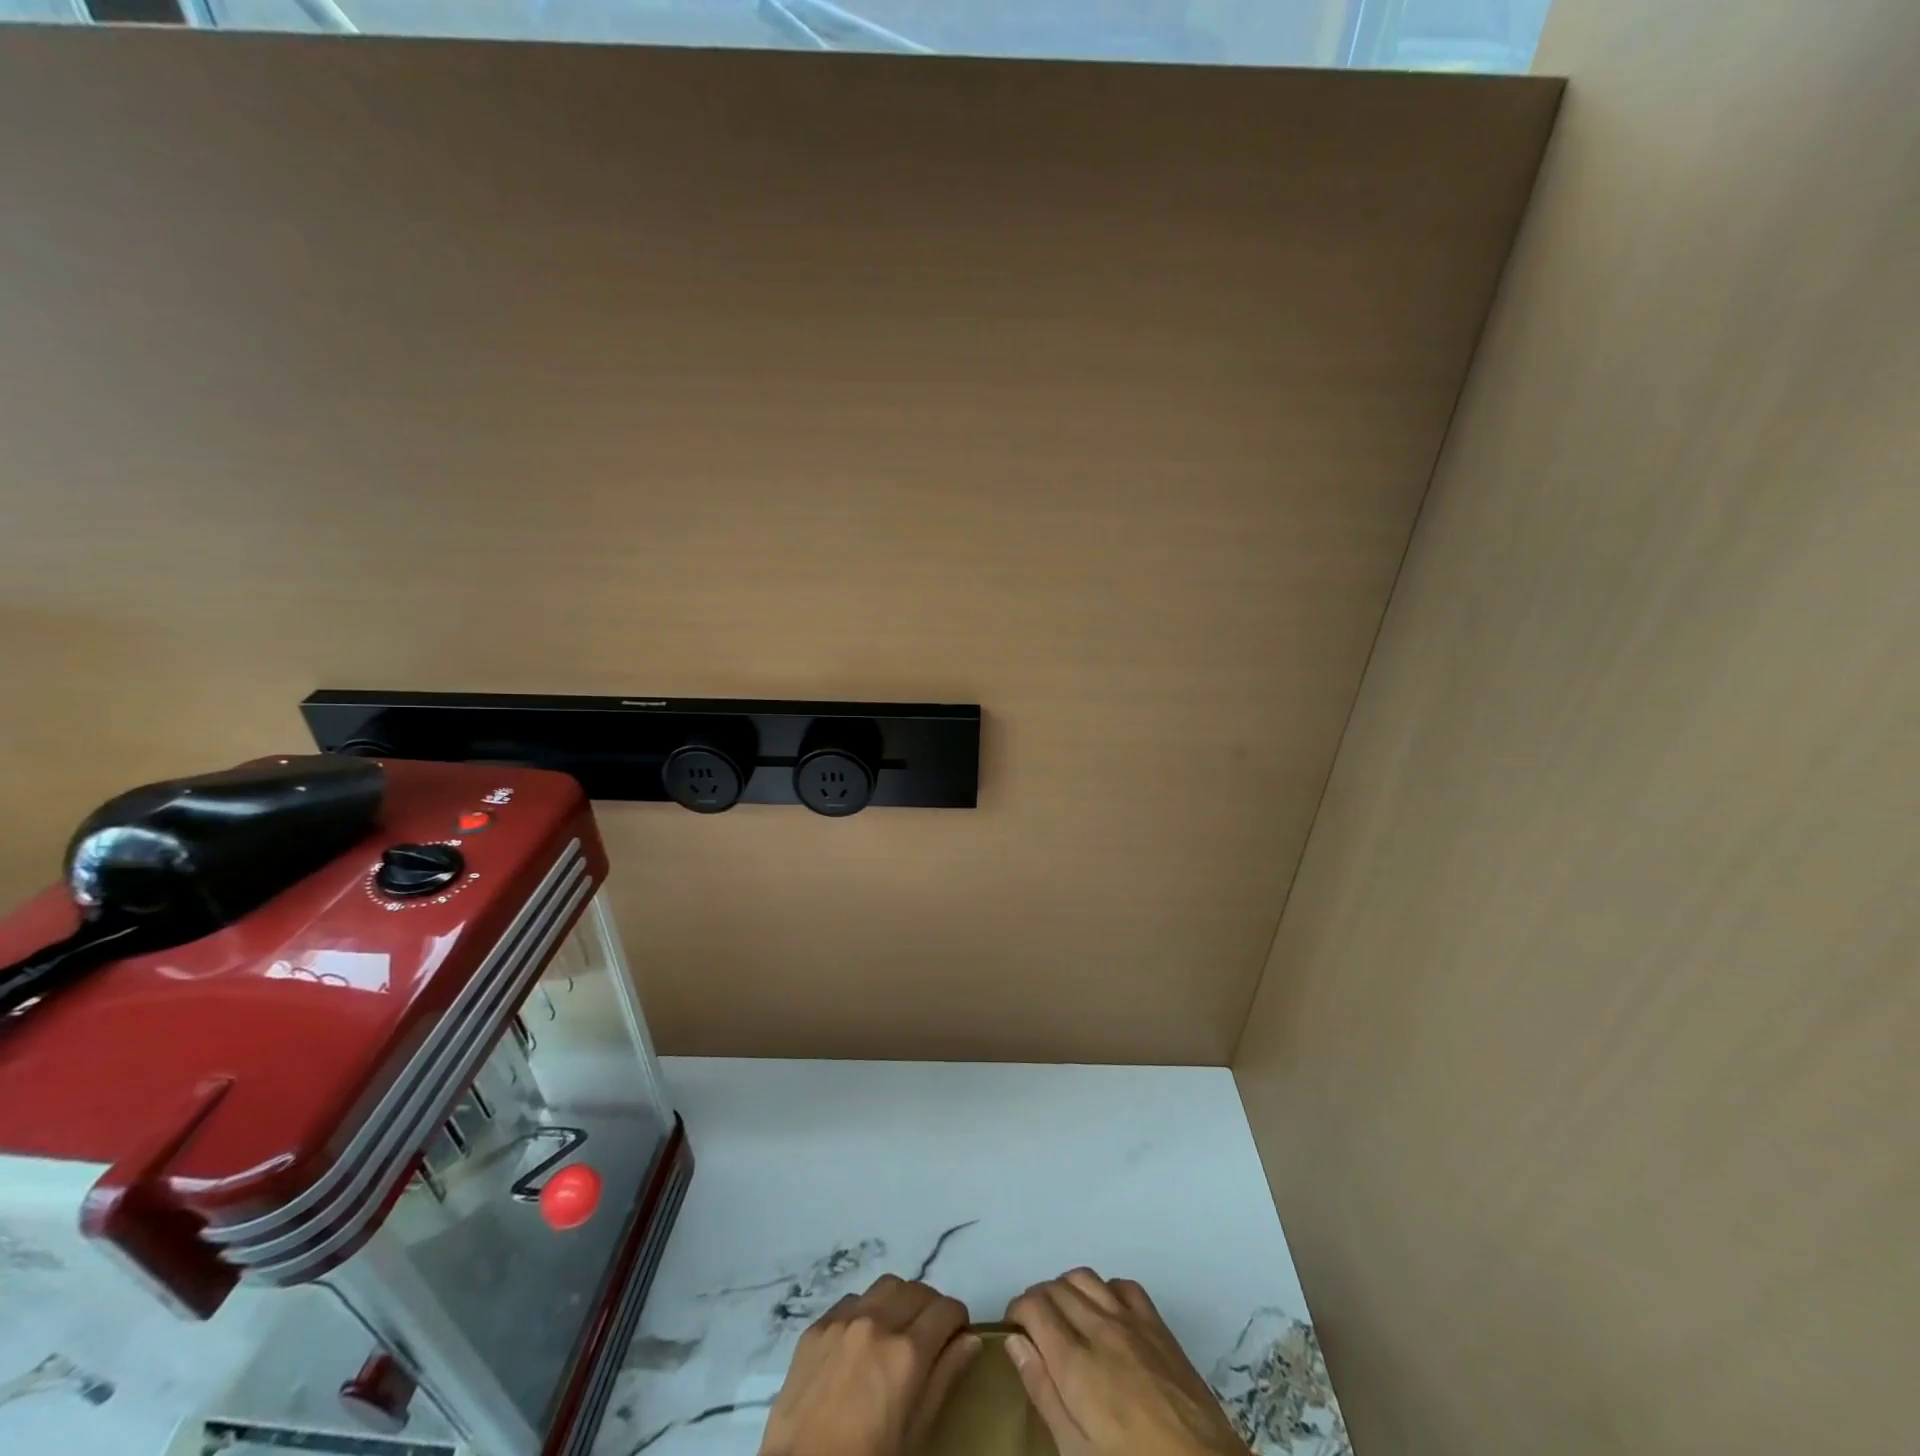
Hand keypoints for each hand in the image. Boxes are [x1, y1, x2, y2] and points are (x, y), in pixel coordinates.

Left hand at [759, 1274, 980, 1455]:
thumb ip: (944, 1379)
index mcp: (907, 1352)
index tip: (956, 1335)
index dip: (957, 1320)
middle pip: (918, 1290)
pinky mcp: (817, 1324)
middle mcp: (878, 1322)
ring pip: (886, 1285)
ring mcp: (844, 1319)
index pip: (947, 1309)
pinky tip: (860, 1340)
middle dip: (930, 1308)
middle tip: (928, 1336)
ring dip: (898, 1301)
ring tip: (895, 1331)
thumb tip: (970, 1339)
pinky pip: (851, 1300)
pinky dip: (865, 1310)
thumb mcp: (915, 1433)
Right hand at [1004, 1270, 1248, 1455]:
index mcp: (1075, 1361)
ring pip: (1085, 1277)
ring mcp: (1132, 1321)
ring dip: (1067, 1289)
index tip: (1013, 1331)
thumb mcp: (1076, 1452)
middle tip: (1034, 1329)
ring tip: (1065, 1317)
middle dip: (1037, 1300)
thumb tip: (1015, 1342)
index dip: (1016, 1312)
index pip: (1033, 1306)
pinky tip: (1105, 1314)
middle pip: (1056, 1288)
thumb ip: (1043, 1392)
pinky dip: (1105, 1290)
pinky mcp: (1158, 1326)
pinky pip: (1123, 1285)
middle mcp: (1100, 1327)